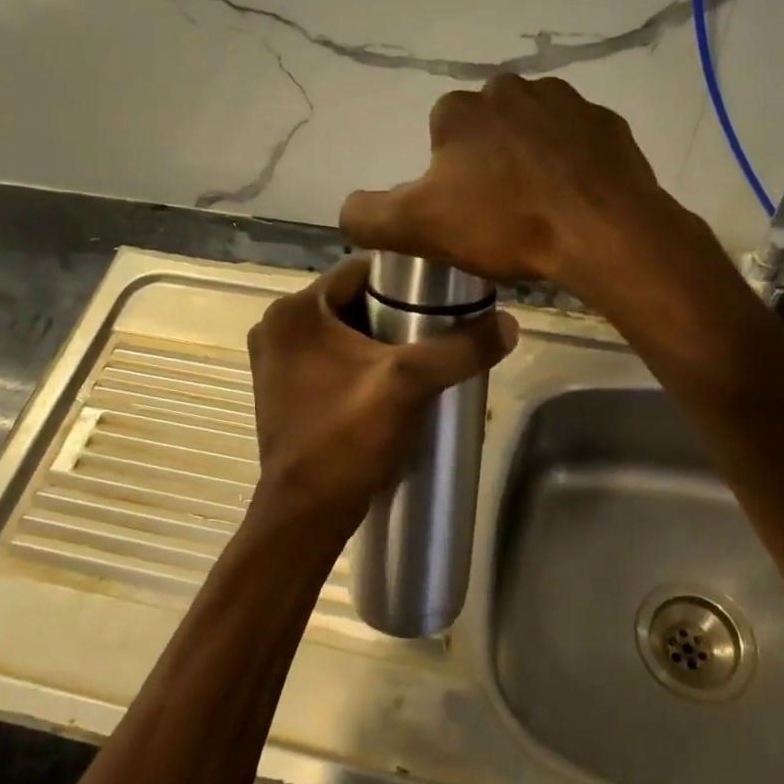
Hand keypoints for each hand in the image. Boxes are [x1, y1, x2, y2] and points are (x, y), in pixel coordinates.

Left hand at [246, 258, 516, 543]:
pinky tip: (390, 381)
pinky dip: (358, 361)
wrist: (307, 512)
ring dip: (378, 338)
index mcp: (295, 310)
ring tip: (423, 354)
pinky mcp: (280, 388)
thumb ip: (461, 348)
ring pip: (341, 330)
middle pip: (351, 300)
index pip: (360, 270)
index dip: (407, 277)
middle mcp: (276, 326)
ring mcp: (274, 359)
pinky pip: (328, 356)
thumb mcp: (411, 384)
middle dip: (395, 311)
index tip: (444, 293)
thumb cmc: (349, 438)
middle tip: (439, 327)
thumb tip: (510, 323)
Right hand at [339, 75, 695, 309]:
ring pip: (532, 130)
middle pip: (487, 128)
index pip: (440, 134)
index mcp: (461, 110)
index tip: (463, 211)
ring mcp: (565, 102)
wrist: (602, 231)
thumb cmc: (505, 225)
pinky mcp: (607, 124)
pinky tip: (573, 198)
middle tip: (500, 211)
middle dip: (488, 161)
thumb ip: (368, 216)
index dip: (446, 175)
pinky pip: (576, 141)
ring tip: (538, 206)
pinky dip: (571, 163)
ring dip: (529, 158)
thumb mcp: (418, 228)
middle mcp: (511, 89)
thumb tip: (349, 210)